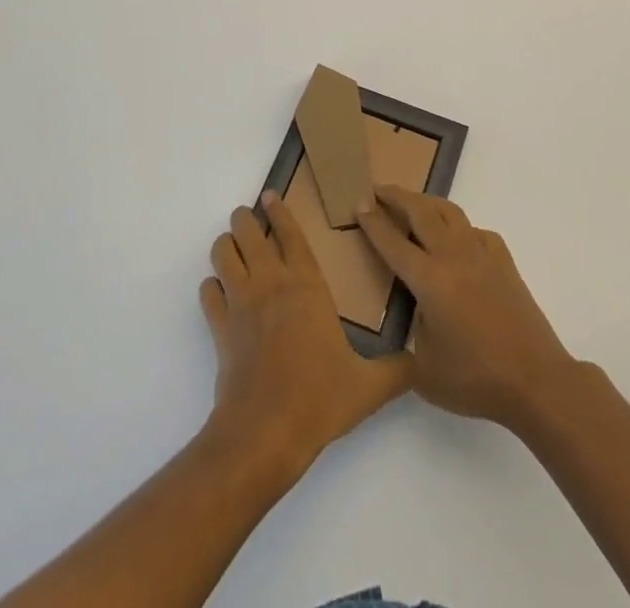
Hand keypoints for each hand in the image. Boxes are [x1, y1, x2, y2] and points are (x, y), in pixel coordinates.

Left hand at [200, 193, 411, 472]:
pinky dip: (212, 287)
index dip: (279, 212)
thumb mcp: (368, 387)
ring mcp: (241, 304)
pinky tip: (219, 293)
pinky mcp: (220, 328)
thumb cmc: (319, 399)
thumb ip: (397, 370)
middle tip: (249, 218)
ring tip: (233, 247)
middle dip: (246, 220)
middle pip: (249, 233)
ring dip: (226, 245)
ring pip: (223, 254)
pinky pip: (208, 293)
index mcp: (307, 286)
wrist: (266, 433)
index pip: (291, 234)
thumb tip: (421, 362)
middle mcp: (272, 284)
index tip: (270, 195)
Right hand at [356, 185, 578, 434]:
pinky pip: (476, 232)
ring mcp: (482, 255)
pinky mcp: (504, 262)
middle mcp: (453, 257)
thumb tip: (419, 311)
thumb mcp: (425, 369)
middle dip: (396, 197)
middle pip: (421, 212)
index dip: (373, 222)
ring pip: (450, 212)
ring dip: (427, 202)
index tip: (358, 204)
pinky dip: (461, 228)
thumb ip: (413, 333)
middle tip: (378, 189)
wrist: (536, 380)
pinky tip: (459, 240)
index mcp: (429, 280)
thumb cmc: (476, 379)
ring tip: (414, 203)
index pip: (393, 243)